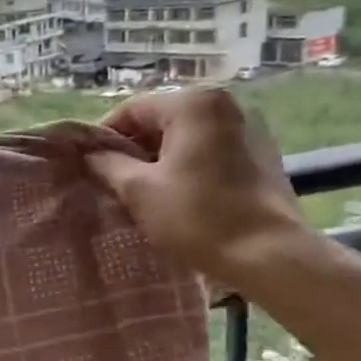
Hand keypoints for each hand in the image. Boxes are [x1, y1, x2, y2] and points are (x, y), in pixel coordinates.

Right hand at [87, 88, 309, 293]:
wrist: (270, 255)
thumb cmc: (198, 217)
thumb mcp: (138, 190)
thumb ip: (108, 164)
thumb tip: (91, 154)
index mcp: (193, 104)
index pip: (132, 110)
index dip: (105, 137)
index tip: (91, 166)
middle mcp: (224, 105)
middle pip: (161, 119)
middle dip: (134, 148)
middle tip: (114, 181)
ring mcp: (249, 128)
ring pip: (186, 135)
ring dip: (161, 157)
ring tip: (145, 191)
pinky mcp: (263, 153)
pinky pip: (210, 149)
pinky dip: (188, 164)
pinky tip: (179, 194)